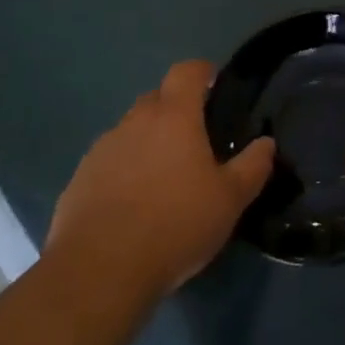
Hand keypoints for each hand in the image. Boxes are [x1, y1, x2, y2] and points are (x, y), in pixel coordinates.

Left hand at [45, 60, 274, 303]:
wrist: (98, 273)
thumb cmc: (174, 225)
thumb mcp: (229, 200)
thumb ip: (252, 166)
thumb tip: (266, 143)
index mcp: (174, 116)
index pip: (187, 71)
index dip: (202, 72)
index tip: (214, 84)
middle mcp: (135, 122)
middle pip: (157, 98)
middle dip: (175, 109)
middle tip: (194, 140)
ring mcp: (102, 149)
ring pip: (131, 131)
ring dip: (147, 142)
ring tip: (162, 177)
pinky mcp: (78, 180)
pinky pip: (108, 162)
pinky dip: (122, 171)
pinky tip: (132, 205)